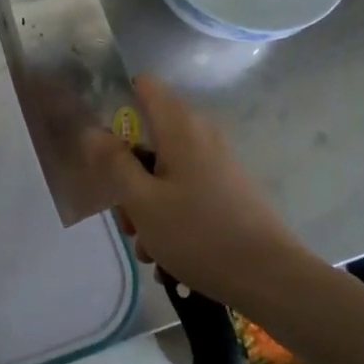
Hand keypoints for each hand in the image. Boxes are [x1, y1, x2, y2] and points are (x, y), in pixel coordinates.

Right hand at [89, 76, 304, 303]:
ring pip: (164, 172)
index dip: (117, 103)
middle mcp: (201, 135)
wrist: (270, 277)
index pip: (144, 85)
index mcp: (180, 126)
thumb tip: (94, 130)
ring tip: (147, 248)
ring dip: (146, 206)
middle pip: (149, 138)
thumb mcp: (142, 201)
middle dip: (128, 176)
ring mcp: (217, 163)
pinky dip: (170, 216)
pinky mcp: (228, 190)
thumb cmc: (197, 234)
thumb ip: (114, 162)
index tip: (102, 141)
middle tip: (125, 217)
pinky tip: (168, 256)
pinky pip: (186, 192)